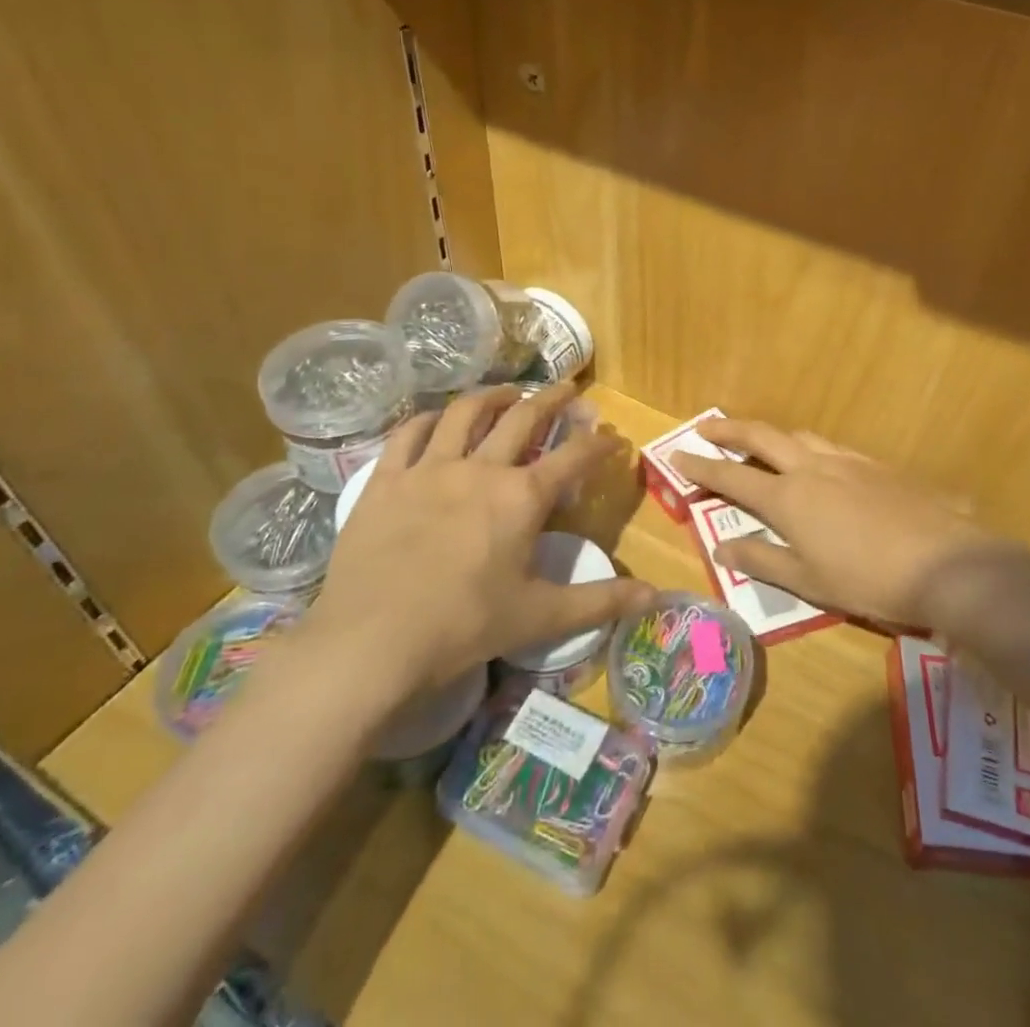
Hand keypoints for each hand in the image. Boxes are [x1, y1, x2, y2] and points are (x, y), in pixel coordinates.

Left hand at [297, 384, 653, 714]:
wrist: (371, 642)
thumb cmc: (464, 627)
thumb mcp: (540, 616)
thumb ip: (601, 601)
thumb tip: (658, 596)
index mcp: (522, 497)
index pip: (574, 456)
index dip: (598, 443)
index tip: (612, 437)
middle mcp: (480, 468)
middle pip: (523, 417)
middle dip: (552, 398)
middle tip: (566, 388)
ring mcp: (429, 468)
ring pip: (465, 412)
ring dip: (493, 395)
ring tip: (506, 392)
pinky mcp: (386, 479)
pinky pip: (408, 433)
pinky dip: (427, 419)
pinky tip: (435, 418)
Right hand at [669, 419, 1010, 629]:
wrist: (946, 563)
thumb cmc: (868, 580)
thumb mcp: (808, 581)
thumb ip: (761, 559)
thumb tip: (720, 545)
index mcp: (788, 497)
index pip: (732, 476)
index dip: (701, 467)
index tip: (676, 456)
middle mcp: (812, 468)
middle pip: (762, 436)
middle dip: (729, 429)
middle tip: (706, 427)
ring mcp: (847, 461)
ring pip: (799, 435)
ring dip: (772, 435)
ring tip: (760, 444)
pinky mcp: (877, 465)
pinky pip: (832, 447)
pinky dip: (810, 448)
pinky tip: (819, 465)